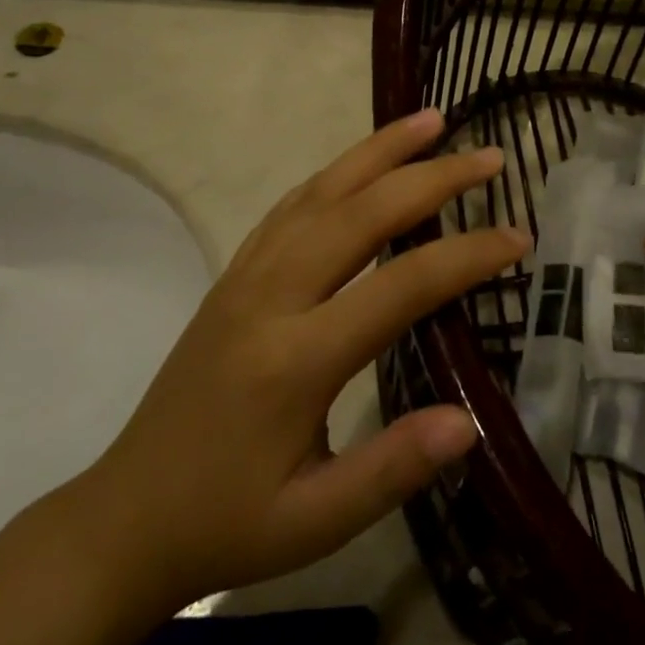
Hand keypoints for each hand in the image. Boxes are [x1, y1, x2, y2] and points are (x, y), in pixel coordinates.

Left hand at [63, 110, 526, 624]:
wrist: (126, 516)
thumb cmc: (228, 523)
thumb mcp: (315, 523)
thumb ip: (392, 469)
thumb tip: (469, 421)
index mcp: (297, 359)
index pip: (402, 285)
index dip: (467, 255)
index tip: (519, 237)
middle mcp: (271, 296)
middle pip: (362, 212)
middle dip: (433, 177)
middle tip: (489, 158)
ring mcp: (246, 276)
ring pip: (322, 191)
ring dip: (381, 150)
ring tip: (432, 120)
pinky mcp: (233, 275)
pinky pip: (291, 206)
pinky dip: (335, 172)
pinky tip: (363, 163)